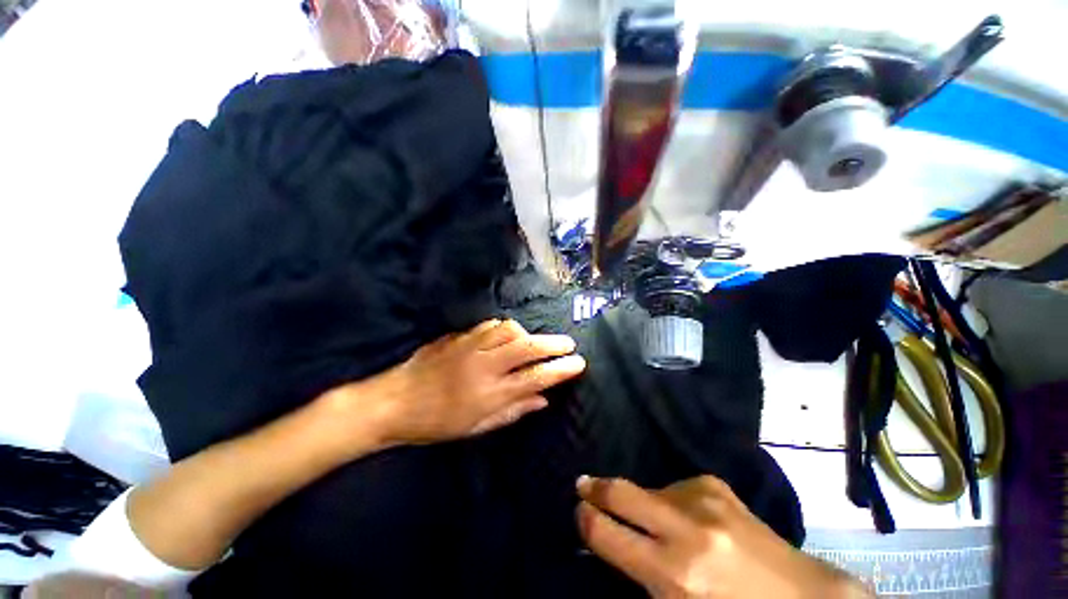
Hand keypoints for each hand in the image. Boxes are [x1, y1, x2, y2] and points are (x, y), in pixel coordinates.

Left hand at [349, 319, 584, 444]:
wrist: (393, 401)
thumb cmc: (436, 423)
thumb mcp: (477, 426)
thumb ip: (513, 411)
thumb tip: (543, 400)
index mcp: (490, 393)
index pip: (536, 377)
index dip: (561, 369)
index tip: (579, 363)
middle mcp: (485, 365)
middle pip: (528, 347)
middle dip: (554, 344)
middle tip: (569, 344)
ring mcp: (471, 346)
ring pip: (510, 329)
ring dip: (528, 334)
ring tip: (535, 342)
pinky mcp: (459, 336)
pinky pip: (491, 325)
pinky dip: (506, 329)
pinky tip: (507, 336)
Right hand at [576, 475, 869, 598]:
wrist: (802, 598)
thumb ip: (641, 576)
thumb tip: (609, 542)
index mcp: (674, 573)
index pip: (607, 533)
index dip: (585, 519)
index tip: (578, 511)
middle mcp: (686, 528)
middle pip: (621, 492)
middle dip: (596, 489)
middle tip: (583, 485)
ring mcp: (704, 500)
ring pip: (650, 489)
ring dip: (643, 502)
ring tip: (656, 522)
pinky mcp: (717, 485)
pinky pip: (676, 486)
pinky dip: (671, 500)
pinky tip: (688, 517)